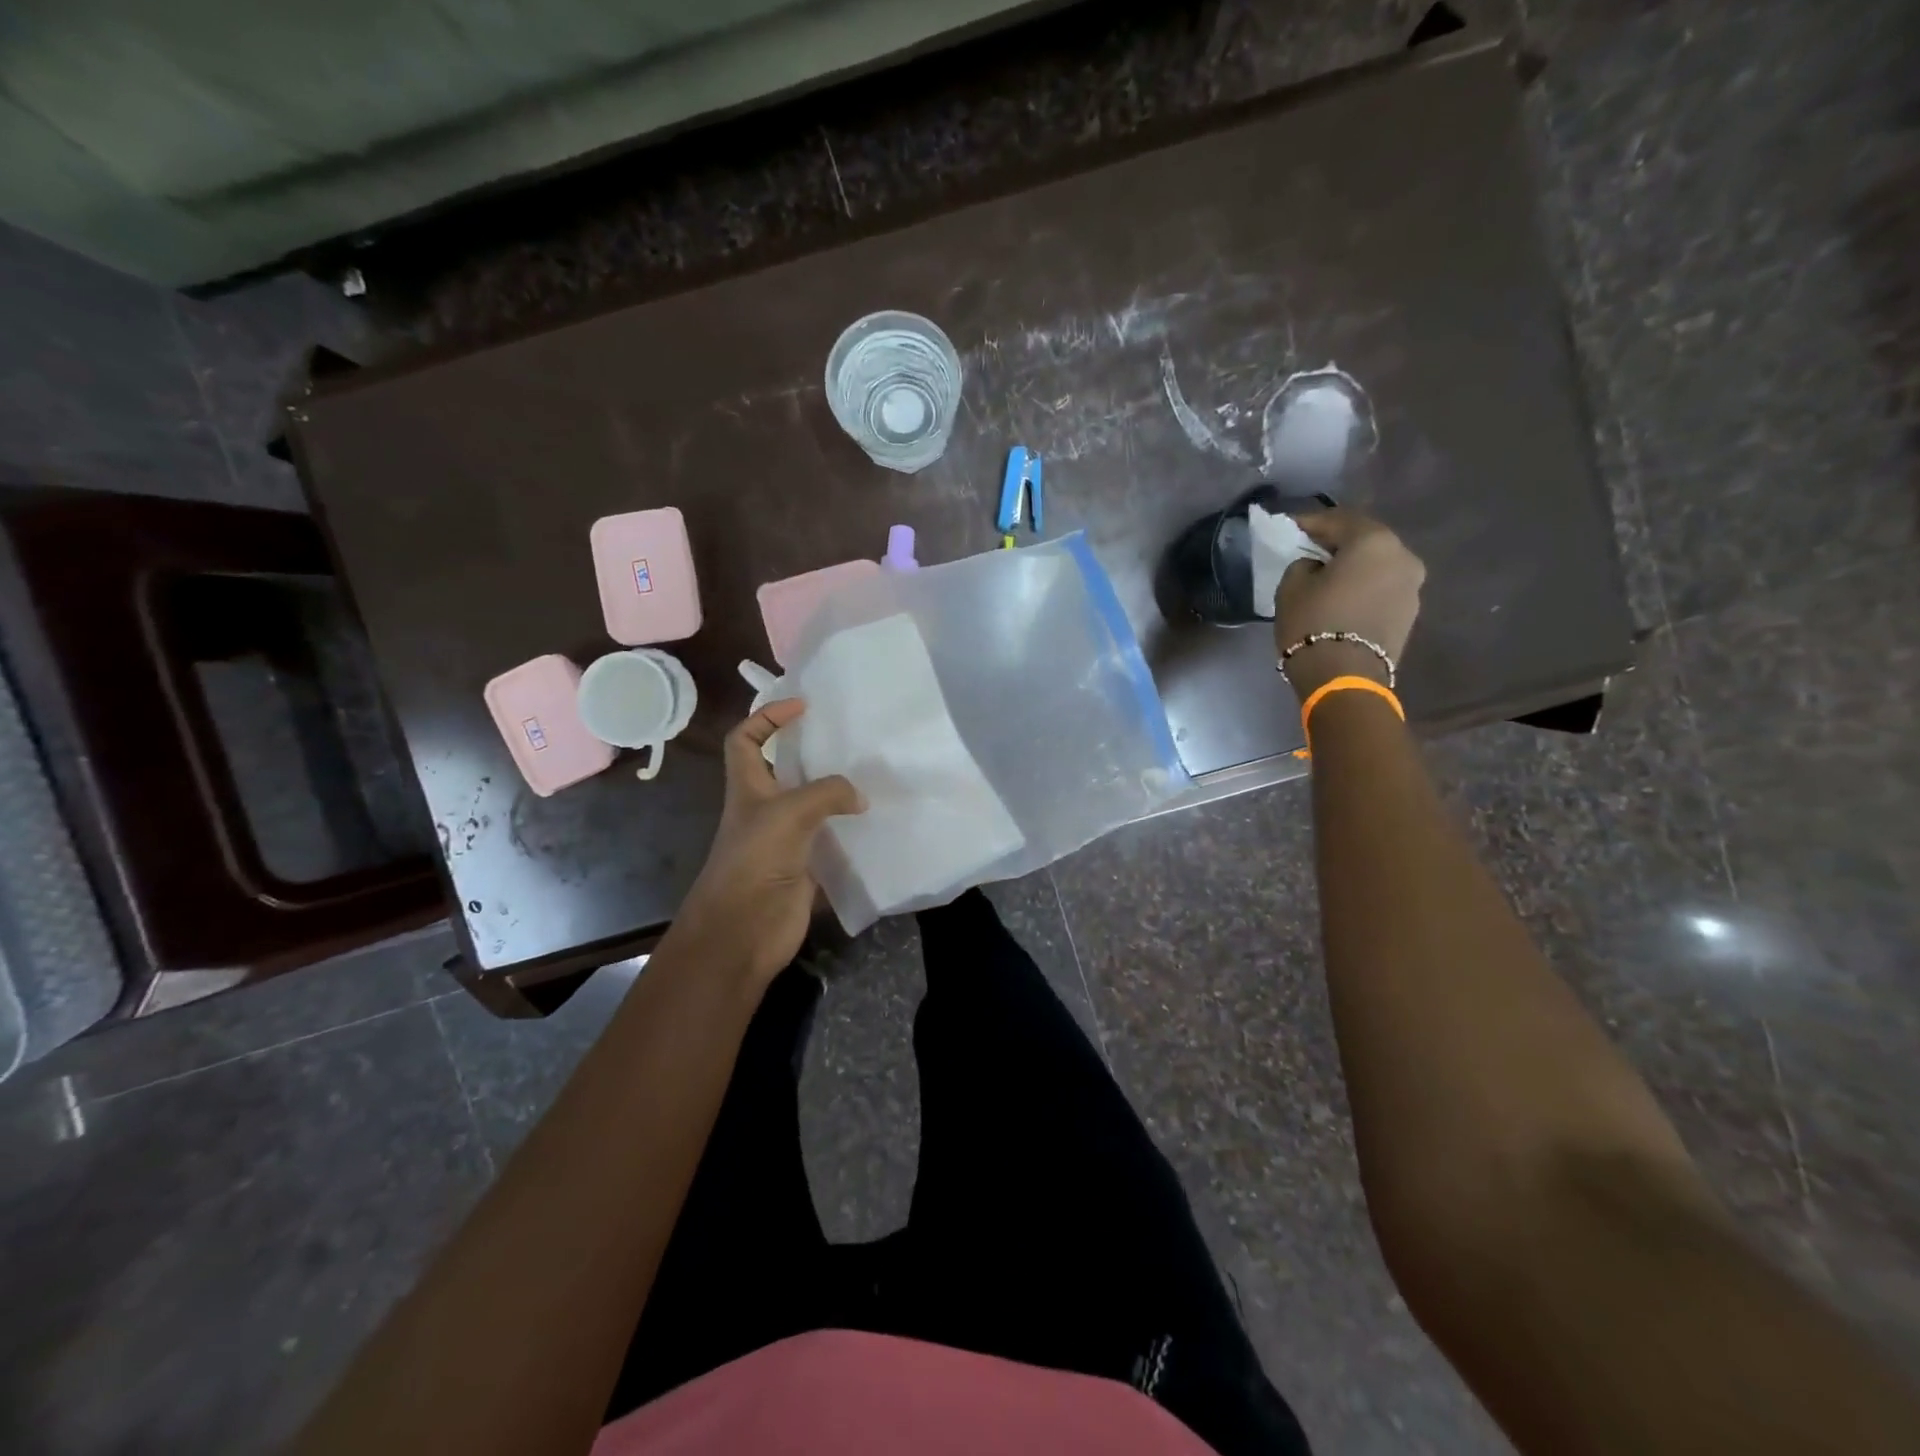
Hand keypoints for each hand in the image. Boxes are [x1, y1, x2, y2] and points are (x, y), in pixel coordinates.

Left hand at [667, 700, 863, 987]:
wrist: (744, 931)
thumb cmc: (754, 861)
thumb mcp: (789, 813)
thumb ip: (827, 793)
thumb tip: (860, 797)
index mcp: (747, 788)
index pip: (745, 739)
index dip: (767, 717)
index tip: (802, 707)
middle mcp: (765, 808)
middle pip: (784, 769)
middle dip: (811, 751)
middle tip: (849, 740)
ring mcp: (785, 839)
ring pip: (813, 804)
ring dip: (836, 792)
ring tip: (871, 775)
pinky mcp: (806, 865)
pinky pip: (830, 838)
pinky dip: (849, 830)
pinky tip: (875, 822)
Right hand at [1275, 508, 1425, 699]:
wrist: (1344, 678)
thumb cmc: (1314, 624)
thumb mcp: (1291, 587)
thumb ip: (1303, 565)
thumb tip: (1316, 566)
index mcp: (1374, 541)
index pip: (1338, 520)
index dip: (1310, 522)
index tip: (1289, 527)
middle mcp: (1403, 556)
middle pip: (1365, 540)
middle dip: (1336, 543)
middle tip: (1309, 549)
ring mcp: (1412, 586)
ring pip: (1376, 566)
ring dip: (1353, 567)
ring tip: (1326, 577)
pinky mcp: (1409, 614)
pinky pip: (1381, 589)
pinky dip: (1362, 587)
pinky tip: (1342, 598)